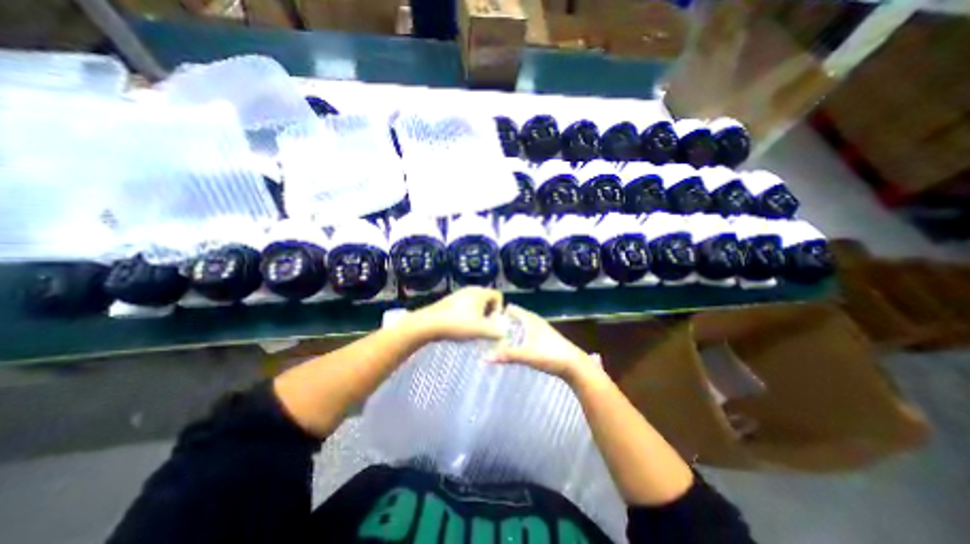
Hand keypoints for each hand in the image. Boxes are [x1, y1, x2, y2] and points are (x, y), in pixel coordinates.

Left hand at [407, 289, 504, 339]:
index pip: (498, 295)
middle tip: (485, 326)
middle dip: (489, 313)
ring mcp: (459, 294)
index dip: (500, 309)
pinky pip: (465, 305)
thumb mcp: (480, 330)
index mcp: (480, 293)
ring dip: (478, 315)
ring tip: (473, 328)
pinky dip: (468, 314)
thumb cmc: (458, 324)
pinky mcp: (450, 300)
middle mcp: (471, 289)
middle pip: (487, 299)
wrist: (429, 323)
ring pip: (476, 303)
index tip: (493, 322)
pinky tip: (461, 326)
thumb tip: (504, 332)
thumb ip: (496, 331)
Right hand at [494, 305, 599, 381]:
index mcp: (529, 318)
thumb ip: (506, 355)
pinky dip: (516, 337)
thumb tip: (484, 358)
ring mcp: (539, 330)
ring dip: (509, 330)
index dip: (498, 311)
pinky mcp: (542, 339)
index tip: (484, 319)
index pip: (510, 308)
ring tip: (493, 338)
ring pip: (519, 326)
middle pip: (514, 317)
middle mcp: (533, 321)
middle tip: (486, 331)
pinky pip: (524, 334)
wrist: (574, 365)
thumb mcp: (526, 355)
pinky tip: (510, 346)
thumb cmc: (550, 355)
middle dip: (501, 322)